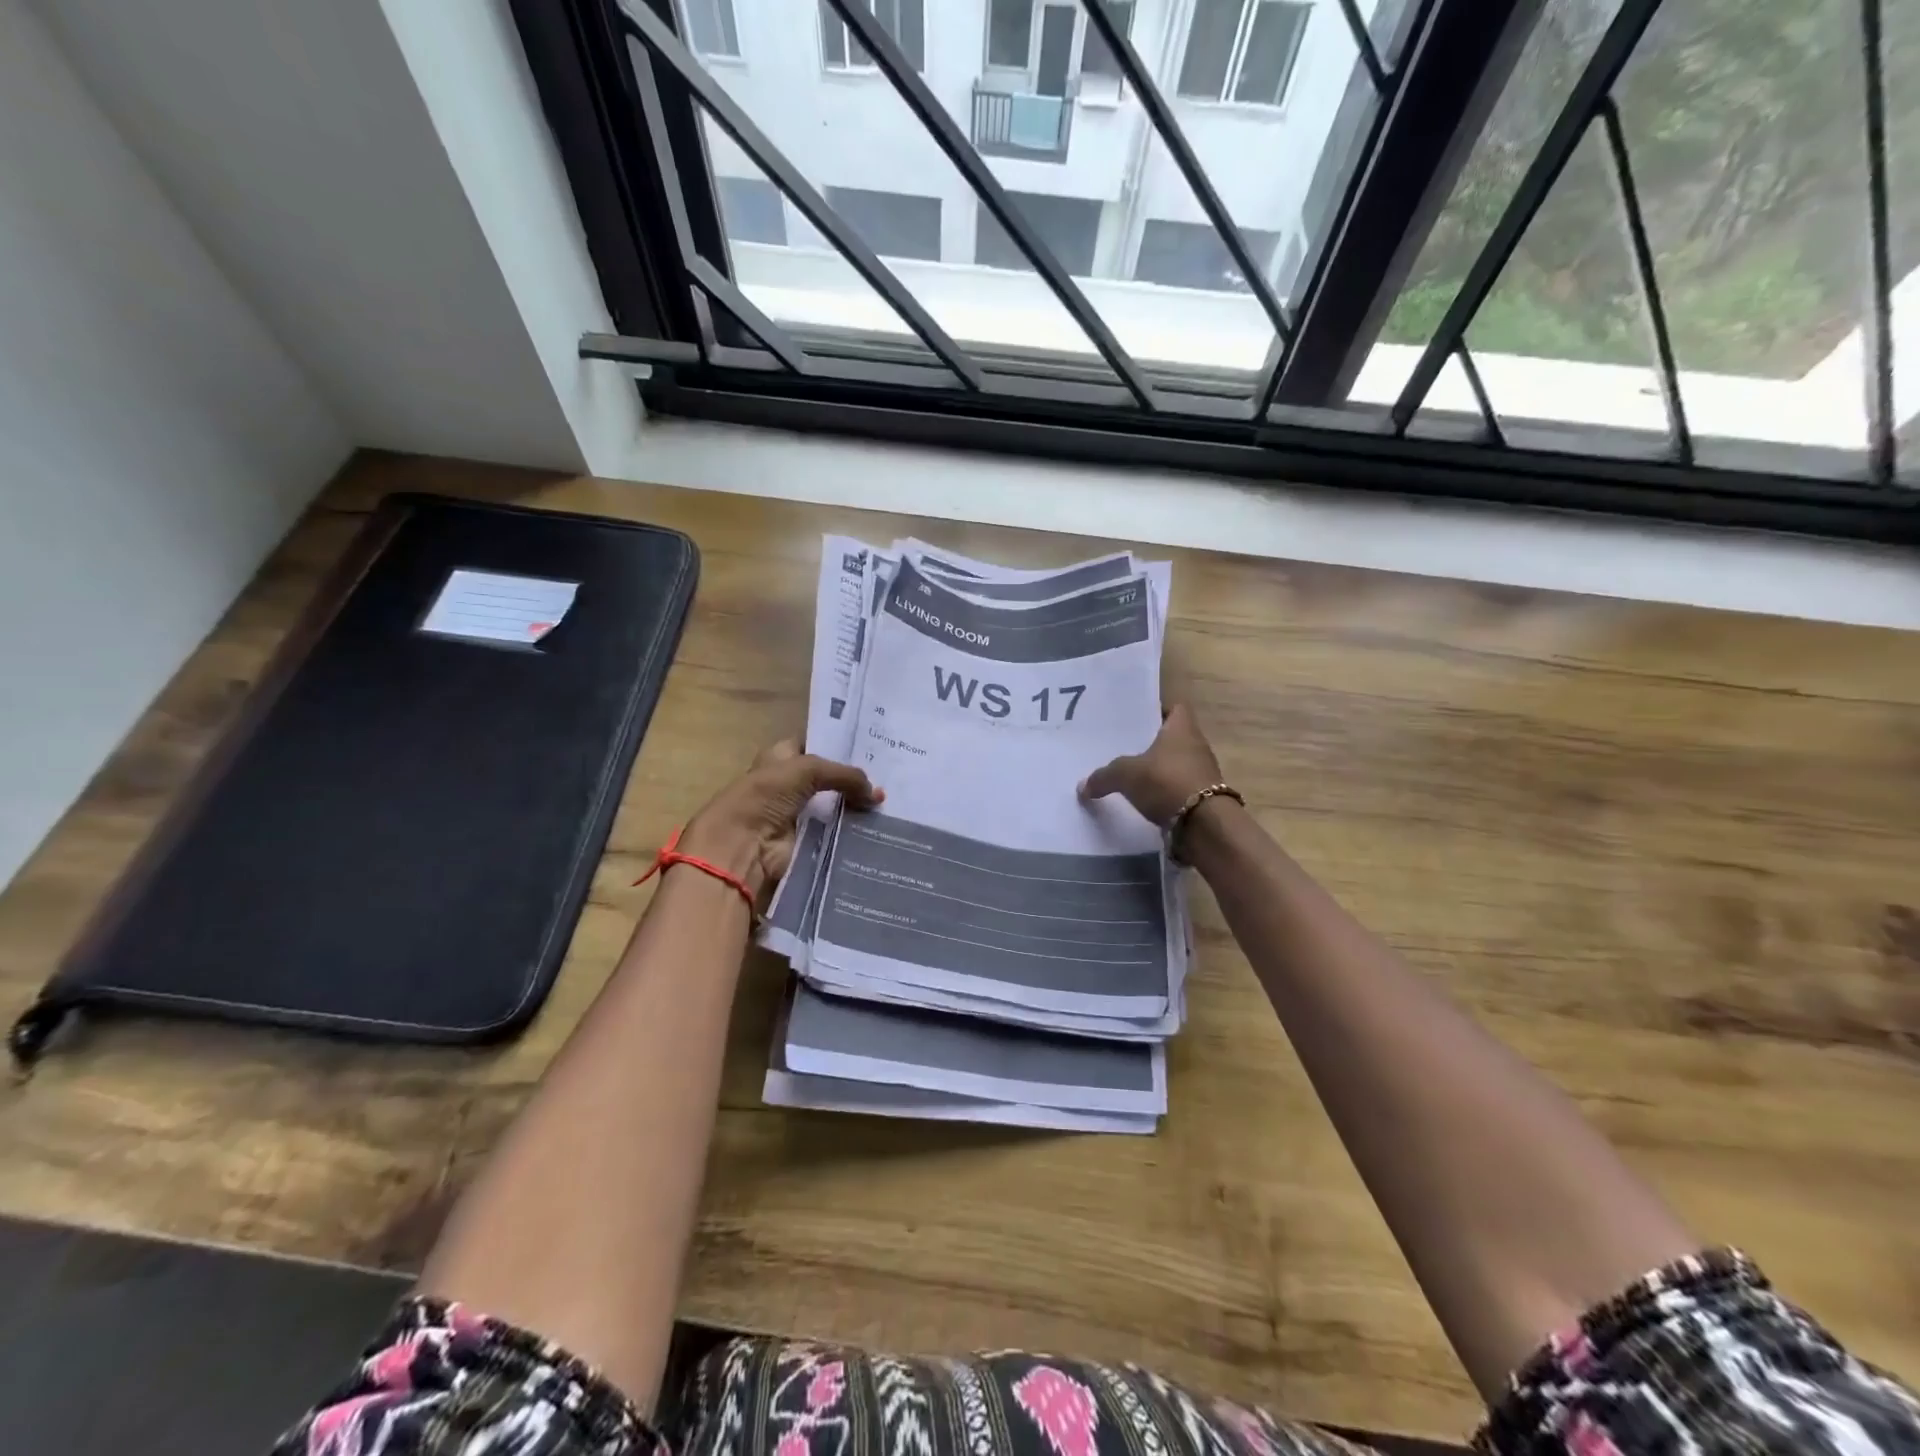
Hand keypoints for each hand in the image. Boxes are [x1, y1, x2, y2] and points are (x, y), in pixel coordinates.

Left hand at [677, 741, 881, 903]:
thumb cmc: (766, 795)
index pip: (814, 743)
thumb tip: (877, 793)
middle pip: (830, 777)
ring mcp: (800, 814)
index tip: (873, 744)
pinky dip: (856, 829)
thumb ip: (845, 775)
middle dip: (856, 776)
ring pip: (837, 804)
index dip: (839, 743)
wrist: (744, 845)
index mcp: (781, 757)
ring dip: (859, 804)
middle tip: (890, 773)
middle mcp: (790, 783)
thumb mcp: (807, 769)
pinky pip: (838, 831)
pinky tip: (882, 824)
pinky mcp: (809, 840)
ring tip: (892, 799)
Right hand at [1078, 703, 1223, 827]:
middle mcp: (1196, 746)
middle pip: (1172, 738)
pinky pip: (1177, 788)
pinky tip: (1143, 800)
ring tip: (1129, 775)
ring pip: (1174, 764)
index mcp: (1182, 729)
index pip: (1175, 708)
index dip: (1157, 710)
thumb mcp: (1126, 775)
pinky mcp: (1202, 799)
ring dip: (1157, 770)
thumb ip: (1103, 776)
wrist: (1204, 825)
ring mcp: (1202, 773)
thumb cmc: (1166, 782)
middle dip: (1151, 743)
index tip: (1136, 718)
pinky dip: (1163, 793)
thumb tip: (1082, 786)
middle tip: (1123, 747)